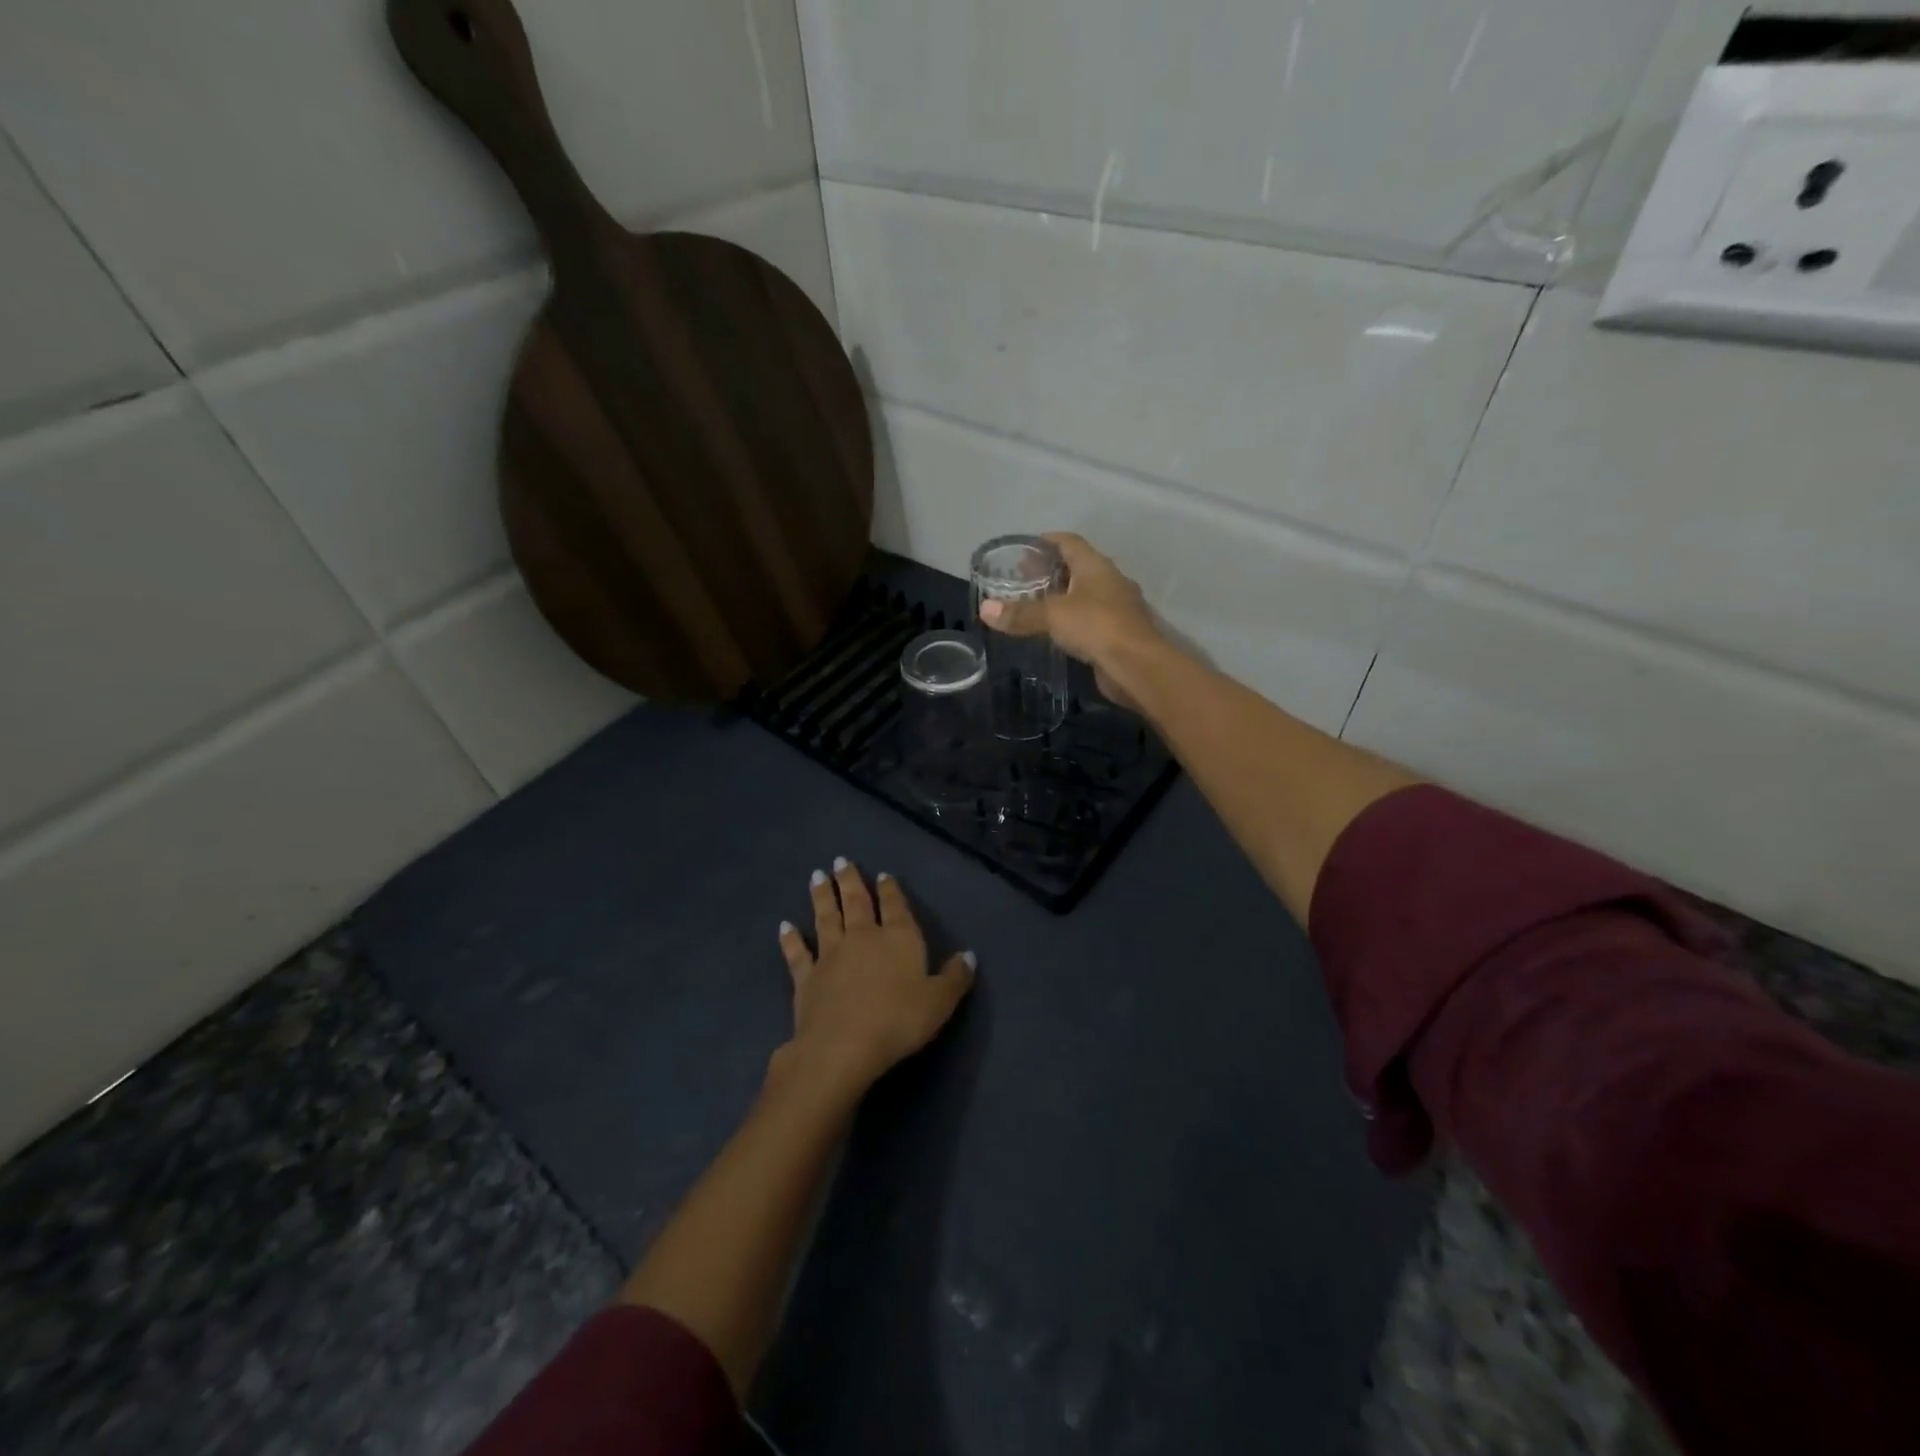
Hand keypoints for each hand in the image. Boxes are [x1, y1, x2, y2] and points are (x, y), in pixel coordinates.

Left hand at [773, 859, 975, 1100]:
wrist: (843, 1046)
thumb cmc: (898, 1021)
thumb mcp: (939, 1002)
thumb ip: (955, 977)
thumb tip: (969, 955)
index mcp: (898, 938)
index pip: (895, 906)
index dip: (890, 890)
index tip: (882, 875)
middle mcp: (863, 937)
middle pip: (856, 902)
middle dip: (850, 880)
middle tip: (841, 861)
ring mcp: (830, 955)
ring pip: (826, 917)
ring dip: (822, 896)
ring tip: (817, 875)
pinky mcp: (806, 978)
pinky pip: (798, 953)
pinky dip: (791, 939)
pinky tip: (785, 926)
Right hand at [978, 532, 1164, 707]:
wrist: (1137, 666)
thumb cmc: (1096, 626)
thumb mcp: (1053, 616)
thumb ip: (1020, 613)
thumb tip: (985, 609)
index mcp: (1096, 566)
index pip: (1069, 542)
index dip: (1047, 541)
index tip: (1025, 549)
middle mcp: (1110, 581)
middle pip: (1078, 567)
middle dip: (1051, 571)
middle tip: (1023, 580)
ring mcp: (1118, 607)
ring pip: (1086, 594)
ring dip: (1063, 597)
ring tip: (1035, 606)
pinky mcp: (1119, 633)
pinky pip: (1091, 619)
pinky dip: (1073, 620)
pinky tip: (1057, 631)